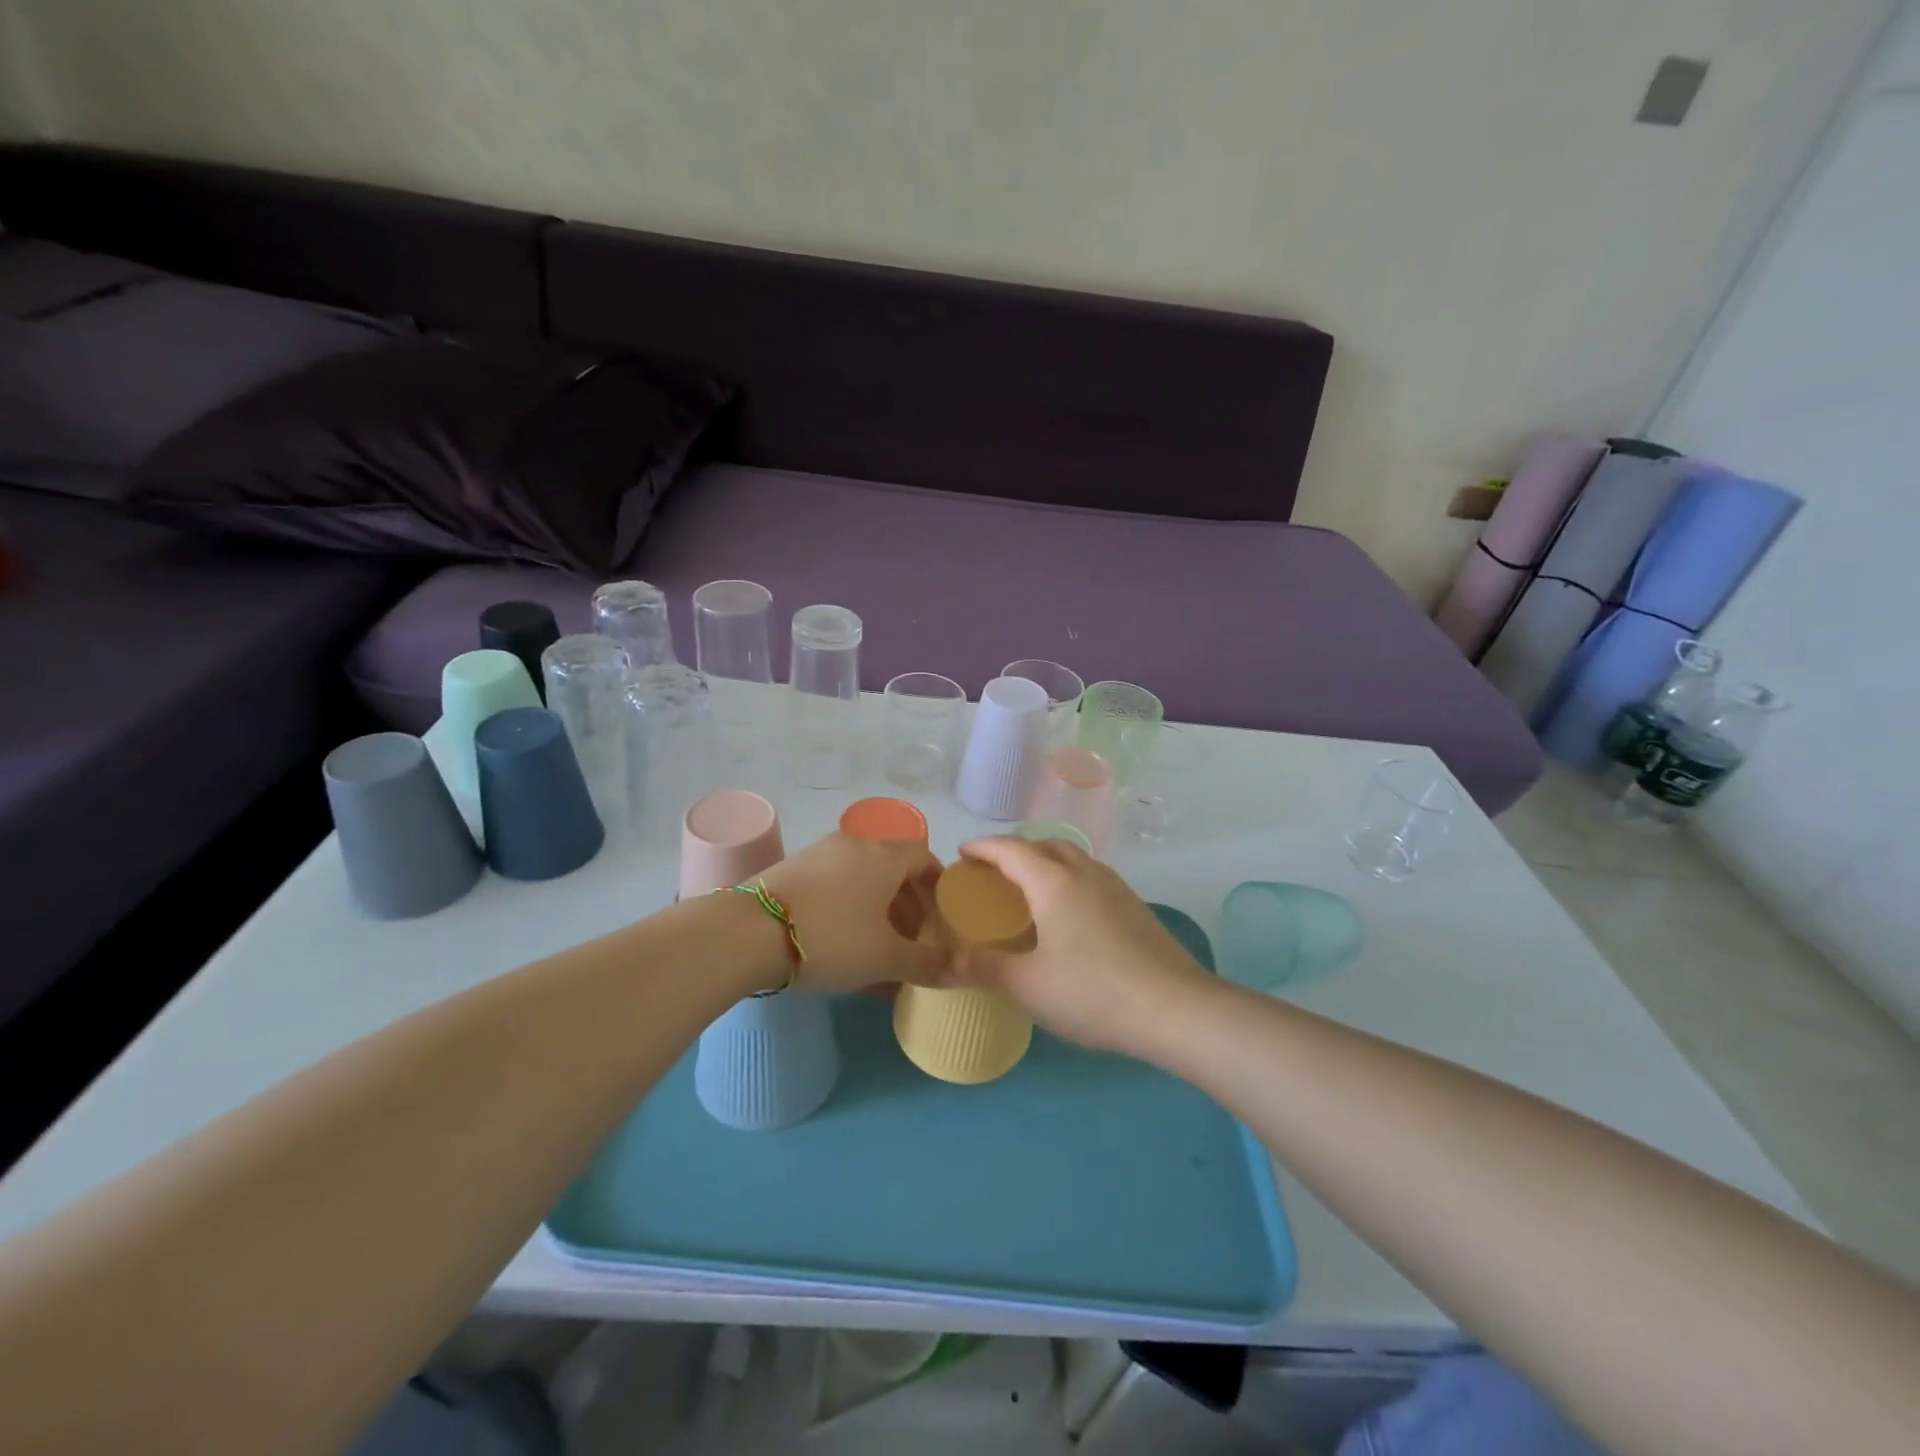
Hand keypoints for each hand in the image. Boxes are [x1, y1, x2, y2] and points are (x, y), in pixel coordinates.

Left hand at [758, 832, 947, 991]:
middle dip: (908, 903)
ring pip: (862, 877)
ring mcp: (820, 853)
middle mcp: (855, 843)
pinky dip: (848, 908)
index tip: (941, 917)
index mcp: (884, 855)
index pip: (924, 856)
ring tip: (877, 948)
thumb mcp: (884, 957)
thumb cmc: (831, 937)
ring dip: (877, 909)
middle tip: (912, 940)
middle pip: (893, 868)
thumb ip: (926, 963)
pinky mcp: (792, 869)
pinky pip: (835, 884)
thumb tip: (963, 970)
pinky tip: (841, 945)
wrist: (748, 932)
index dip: (937, 886)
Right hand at [949, 837, 1216, 1055]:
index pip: (1011, 849)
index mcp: (1054, 882)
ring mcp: (1115, 887)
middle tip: (992, 874)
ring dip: (1045, 863)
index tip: (962, 854)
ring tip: (1028, 891)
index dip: (983, 847)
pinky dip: (1067, 880)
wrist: (1177, 1009)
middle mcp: (1085, 872)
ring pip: (1072, 858)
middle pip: (1044, 845)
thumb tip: (950, 960)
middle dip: (1014, 851)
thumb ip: (986, 968)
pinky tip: (1067, 916)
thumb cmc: (1094, 992)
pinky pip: (1090, 877)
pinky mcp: (1135, 906)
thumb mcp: (1029, 986)